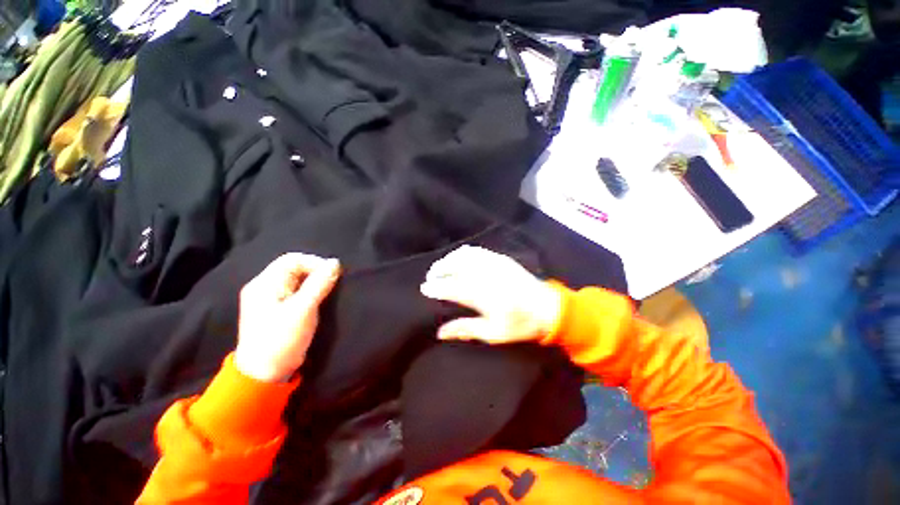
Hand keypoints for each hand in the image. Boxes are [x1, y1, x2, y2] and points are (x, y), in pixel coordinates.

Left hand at [235, 253, 340, 381]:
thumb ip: (319, 284)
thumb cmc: (282, 339)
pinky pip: (294, 291)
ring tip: (327, 292)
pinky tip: (317, 300)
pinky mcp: (275, 309)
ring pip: (295, 280)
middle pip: (292, 268)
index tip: (332, 274)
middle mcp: (263, 287)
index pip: (291, 260)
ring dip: (313, 282)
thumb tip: (335, 263)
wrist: (264, 374)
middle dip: (315, 272)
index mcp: (264, 284)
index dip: (314, 262)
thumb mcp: (303, 310)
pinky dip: (308, 291)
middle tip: (331, 284)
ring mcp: (268, 299)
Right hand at [420, 245, 561, 344]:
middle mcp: (487, 276)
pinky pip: (478, 251)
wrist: (548, 308)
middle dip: (439, 269)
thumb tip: (440, 333)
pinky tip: (459, 257)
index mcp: (484, 296)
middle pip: (456, 266)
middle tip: (431, 276)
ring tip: (442, 266)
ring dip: (450, 259)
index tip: (424, 288)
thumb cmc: (521, 324)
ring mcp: (495, 264)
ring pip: (465, 255)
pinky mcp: (501, 259)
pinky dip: (464, 253)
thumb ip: (465, 329)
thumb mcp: (493, 333)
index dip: (436, 287)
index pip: (452, 288)